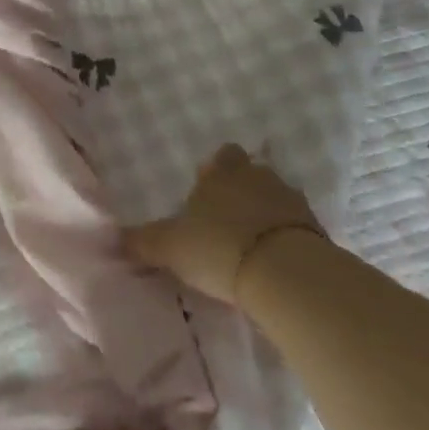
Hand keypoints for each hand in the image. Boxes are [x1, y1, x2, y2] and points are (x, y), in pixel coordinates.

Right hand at [124, 143, 323, 304]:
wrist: (285, 273)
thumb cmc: (219, 247)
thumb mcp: (171, 247)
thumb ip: (143, 241)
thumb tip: (113, 238)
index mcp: (223, 173)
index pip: (221, 156)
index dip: (215, 170)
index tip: (207, 192)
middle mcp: (258, 176)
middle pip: (252, 173)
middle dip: (242, 190)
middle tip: (227, 219)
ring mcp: (291, 201)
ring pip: (276, 198)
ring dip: (266, 214)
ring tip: (251, 244)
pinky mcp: (316, 230)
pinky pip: (296, 227)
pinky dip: (286, 238)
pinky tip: (274, 261)